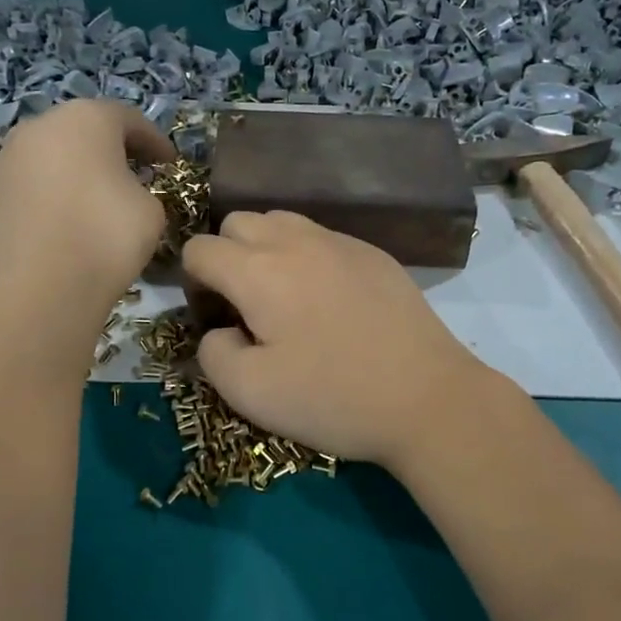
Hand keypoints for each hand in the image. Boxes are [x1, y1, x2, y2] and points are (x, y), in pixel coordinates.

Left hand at [0, 100, 174, 323]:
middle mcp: (40, 127)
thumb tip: (124, 193)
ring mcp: (8, 159)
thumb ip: (141, 189)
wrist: (42, 286)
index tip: (169, 164)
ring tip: (96, 199)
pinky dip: (51, 195)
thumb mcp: (151, 209)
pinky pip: (32, 186)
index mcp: (85, 118)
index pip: (128, 120)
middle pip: (83, 130)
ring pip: (52, 156)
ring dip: (75, 171)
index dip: (154, 142)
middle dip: (110, 150)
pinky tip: (65, 222)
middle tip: (134, 175)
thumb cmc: (107, 235)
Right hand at [181, 211, 496, 469]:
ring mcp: (341, 242)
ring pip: (281, 221)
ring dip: (265, 250)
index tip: (214, 319)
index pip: (200, 248)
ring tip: (282, 297)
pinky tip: (328, 301)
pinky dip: (307, 256)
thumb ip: (212, 353)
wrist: (428, 398)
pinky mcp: (375, 254)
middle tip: (243, 306)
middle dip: (226, 257)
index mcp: (259, 271)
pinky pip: (323, 238)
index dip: (192, 283)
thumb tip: (218, 330)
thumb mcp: (250, 393)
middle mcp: (296, 241)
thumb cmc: (333, 397)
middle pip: (237, 222)